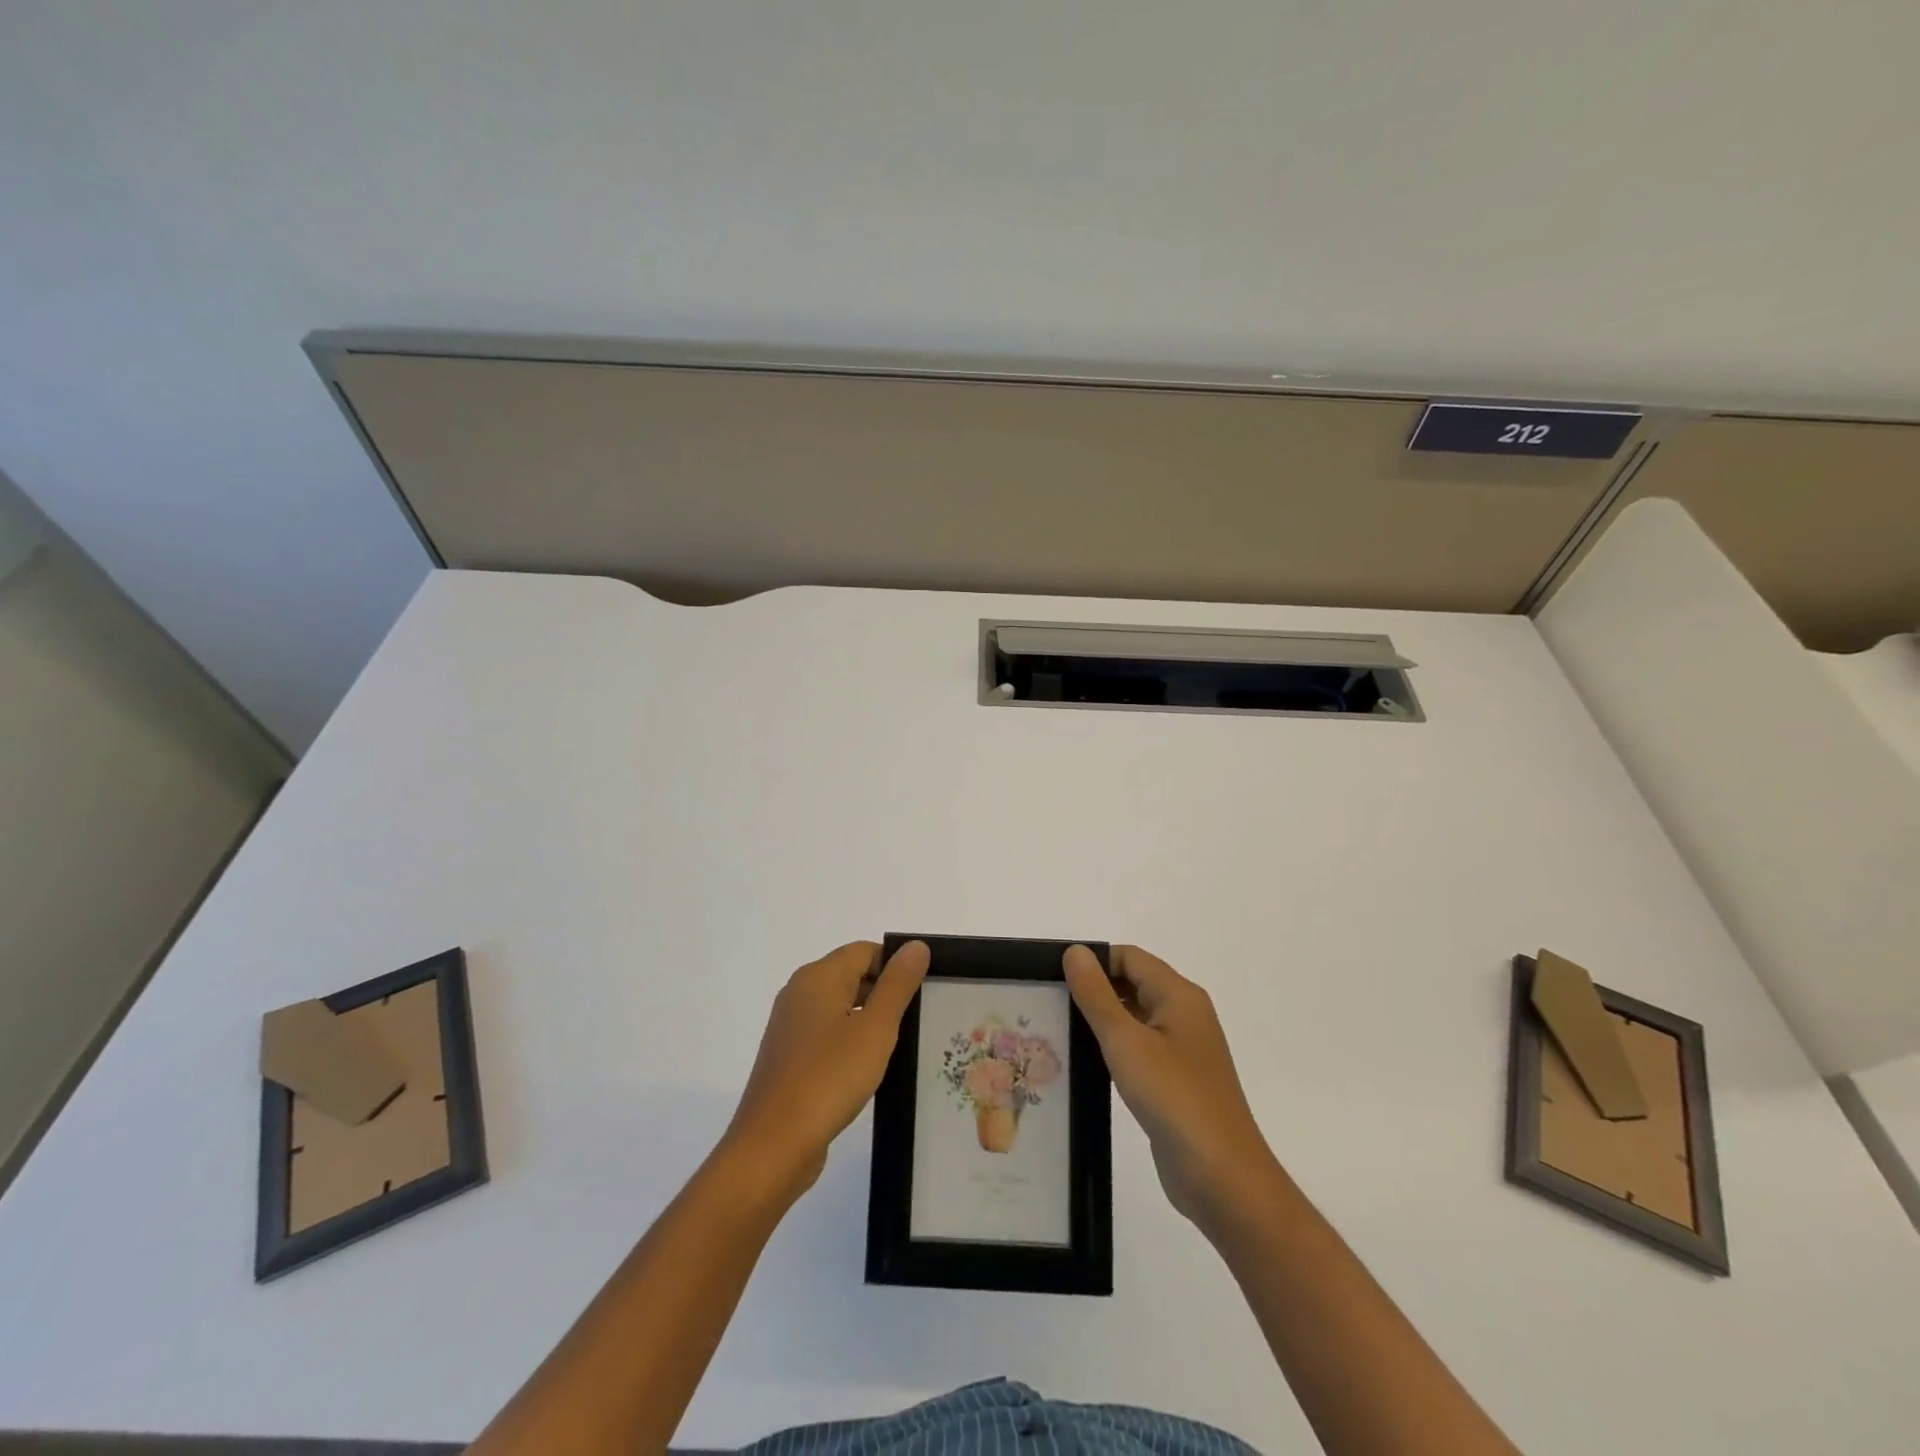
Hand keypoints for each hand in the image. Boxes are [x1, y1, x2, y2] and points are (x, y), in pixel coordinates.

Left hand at [723, 940, 929, 1197]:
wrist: (773, 1146)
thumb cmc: (829, 1078)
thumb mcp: (875, 1029)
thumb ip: (897, 985)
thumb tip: (916, 946)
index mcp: (818, 977)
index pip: (865, 951)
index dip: (896, 965)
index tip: (924, 991)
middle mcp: (799, 992)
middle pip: (852, 975)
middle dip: (885, 992)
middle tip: (919, 1018)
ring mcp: (791, 1026)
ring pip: (840, 1006)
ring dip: (869, 1020)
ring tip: (900, 1045)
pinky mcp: (789, 1057)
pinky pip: (827, 1034)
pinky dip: (850, 1042)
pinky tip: (868, 1068)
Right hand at [1064, 944, 1279, 1230]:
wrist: (1223, 1178)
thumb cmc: (1174, 1098)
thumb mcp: (1126, 1042)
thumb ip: (1096, 995)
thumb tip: (1075, 951)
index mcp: (1178, 995)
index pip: (1129, 957)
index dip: (1092, 961)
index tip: (1052, 977)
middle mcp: (1184, 1014)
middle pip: (1132, 983)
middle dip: (1092, 989)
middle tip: (1046, 1003)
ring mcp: (1182, 1050)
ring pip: (1133, 1018)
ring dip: (1100, 1021)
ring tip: (1055, 1029)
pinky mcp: (1175, 1081)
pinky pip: (1139, 1049)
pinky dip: (1113, 1049)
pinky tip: (1083, 1063)